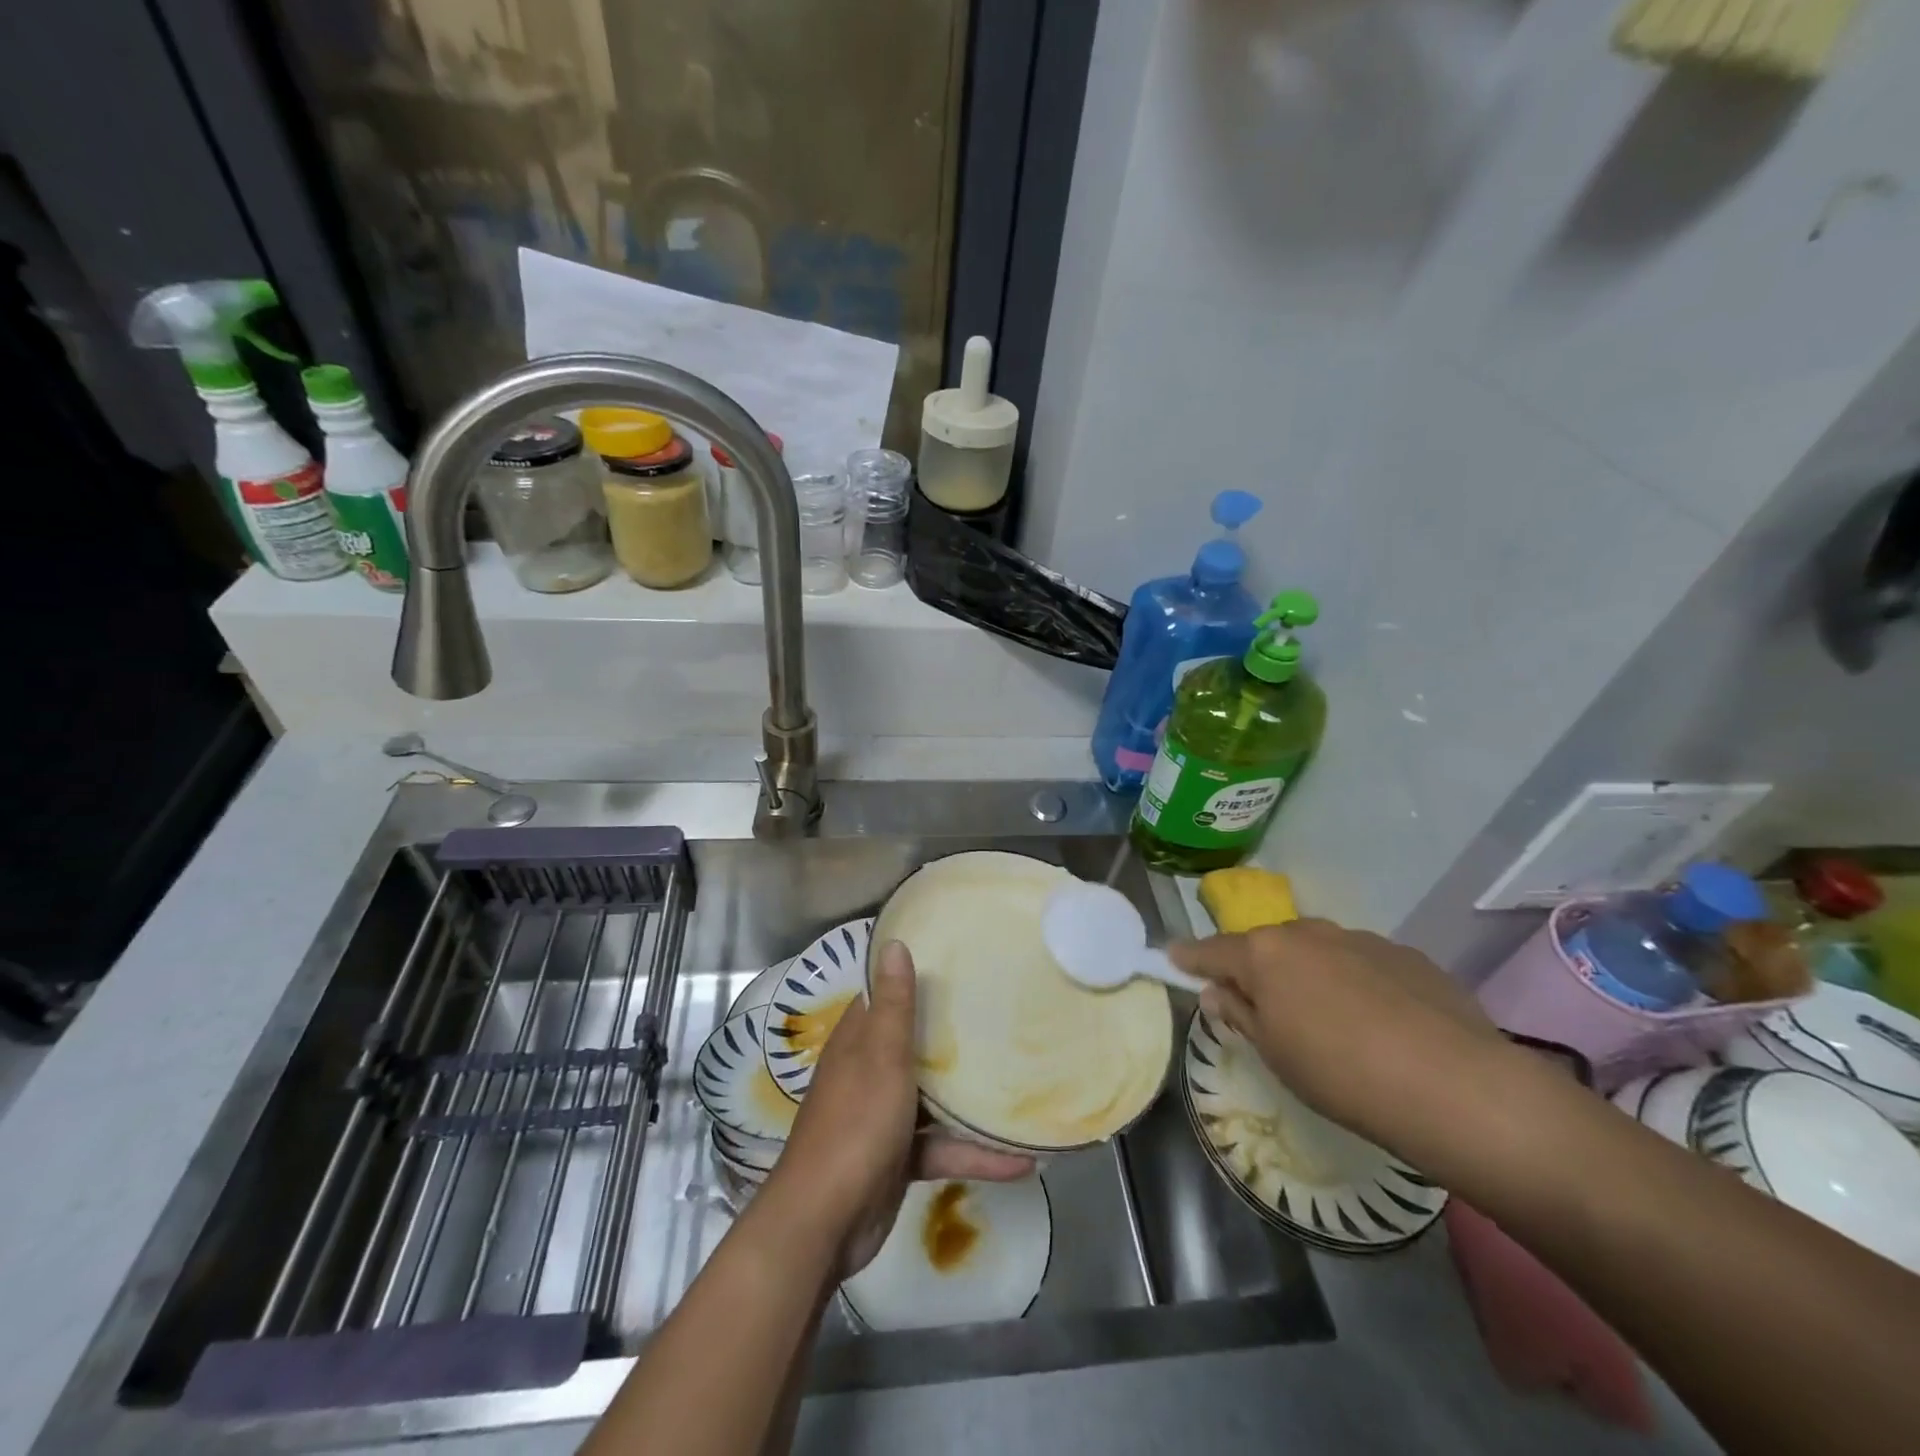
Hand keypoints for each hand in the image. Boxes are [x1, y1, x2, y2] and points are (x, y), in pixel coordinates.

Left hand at [766, 940, 1032, 1274]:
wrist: (825, 1223)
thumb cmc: (855, 1125)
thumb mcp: (881, 1058)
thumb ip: (894, 1006)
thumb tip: (893, 942)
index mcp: (858, 1042)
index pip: (886, 998)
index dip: (917, 980)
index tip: (960, 965)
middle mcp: (869, 1072)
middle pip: (915, 1045)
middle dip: (953, 1036)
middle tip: (1002, 1014)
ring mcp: (884, 1117)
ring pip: (934, 1097)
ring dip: (971, 1099)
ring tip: (1021, 1084)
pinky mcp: (900, 1158)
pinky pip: (943, 1147)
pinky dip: (975, 1153)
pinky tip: (1020, 1161)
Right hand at [1170, 919, 1508, 1150]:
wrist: (1453, 1085)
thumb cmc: (1340, 1073)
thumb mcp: (1275, 1054)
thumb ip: (1240, 1014)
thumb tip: (1218, 991)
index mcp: (1265, 954)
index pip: (1212, 950)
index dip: (1190, 957)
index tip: (1173, 957)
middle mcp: (1307, 932)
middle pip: (1267, 946)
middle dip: (1258, 968)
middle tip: (1262, 1004)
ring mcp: (1360, 938)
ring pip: (1317, 951)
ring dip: (1309, 973)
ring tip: (1327, 1018)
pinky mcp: (1405, 954)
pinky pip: (1362, 962)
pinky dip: (1355, 981)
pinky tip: (1378, 1021)